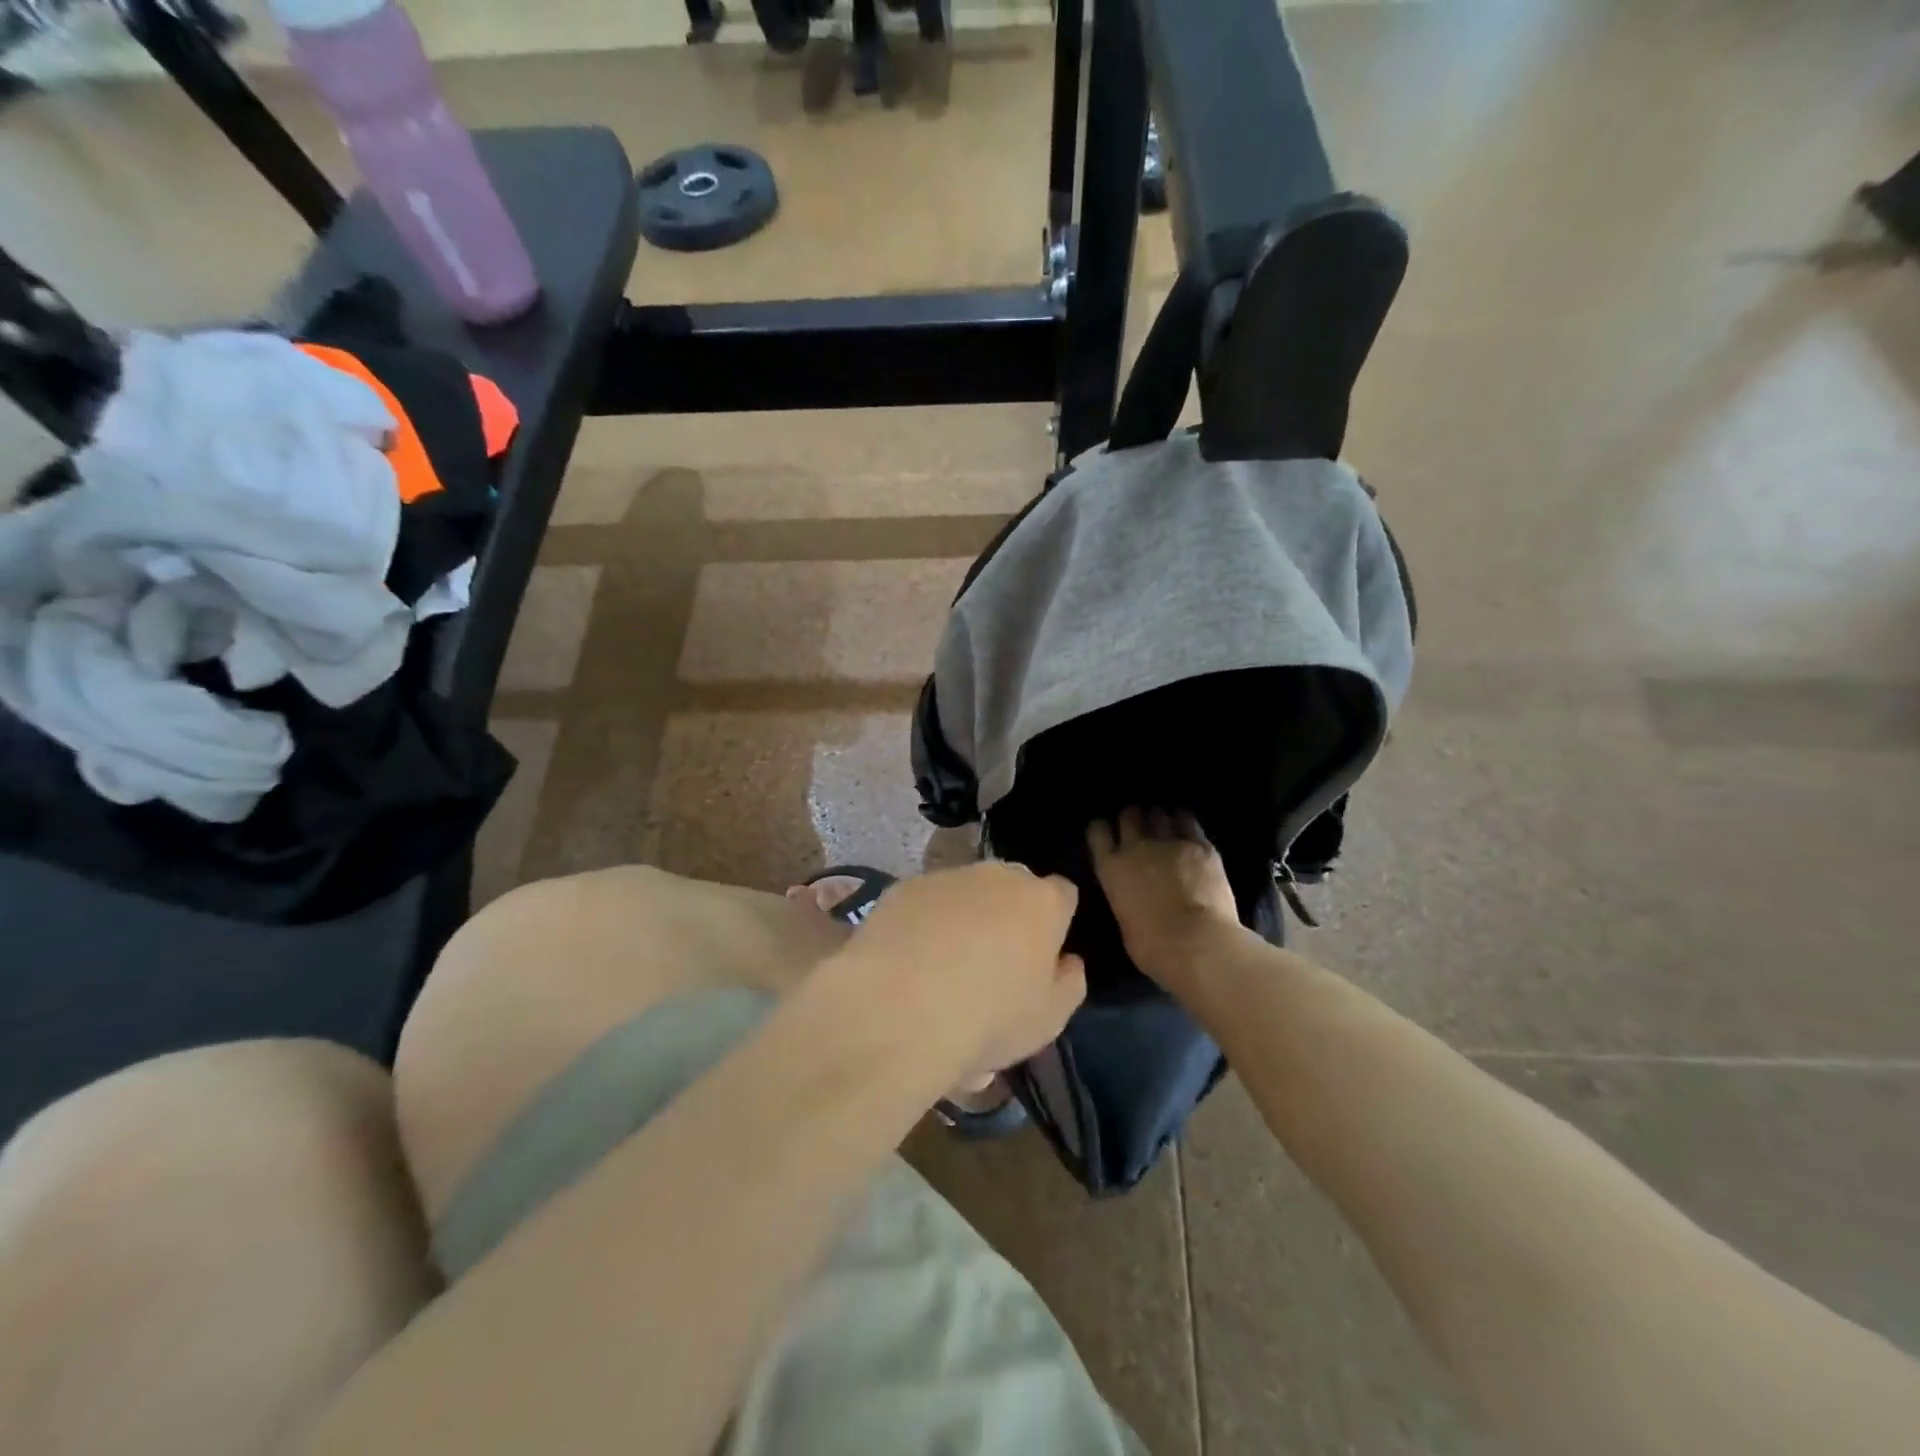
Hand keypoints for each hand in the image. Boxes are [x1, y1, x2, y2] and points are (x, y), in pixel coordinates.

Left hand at [828, 862, 1085, 1084]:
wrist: (899, 1011)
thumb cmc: (989, 1018)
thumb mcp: (1050, 1019)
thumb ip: (1068, 981)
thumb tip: (1066, 960)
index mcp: (1042, 901)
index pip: (1062, 895)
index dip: (1055, 924)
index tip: (1041, 956)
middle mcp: (997, 876)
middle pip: (1013, 888)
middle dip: (1009, 915)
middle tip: (993, 964)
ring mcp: (947, 877)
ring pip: (966, 893)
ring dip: (964, 918)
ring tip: (944, 969)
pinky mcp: (903, 888)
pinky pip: (925, 903)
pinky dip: (924, 924)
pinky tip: (910, 963)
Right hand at [1088, 808, 1240, 980]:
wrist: (1197, 944)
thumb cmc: (1153, 948)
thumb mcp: (1124, 922)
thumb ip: (1124, 898)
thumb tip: (1130, 896)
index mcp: (1111, 868)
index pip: (1098, 832)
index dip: (1103, 829)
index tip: (1108, 833)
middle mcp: (1136, 847)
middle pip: (1129, 815)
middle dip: (1134, 818)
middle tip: (1140, 826)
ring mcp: (1169, 842)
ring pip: (1159, 813)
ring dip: (1160, 818)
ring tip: (1165, 824)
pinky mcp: (1200, 845)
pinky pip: (1188, 821)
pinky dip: (1185, 822)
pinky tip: (1187, 826)